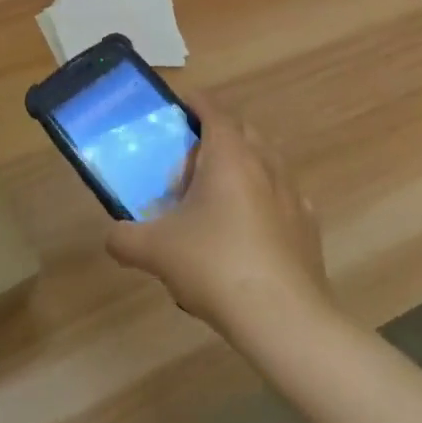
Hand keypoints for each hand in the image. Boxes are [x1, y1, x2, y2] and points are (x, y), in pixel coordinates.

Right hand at [105, 102, 331, 346]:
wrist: (283, 319)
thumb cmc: (215, 265)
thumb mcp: (156, 251)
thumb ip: (125, 238)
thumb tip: (112, 237)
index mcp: (229, 154)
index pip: (212, 109)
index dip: (194, 103)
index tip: (177, 109)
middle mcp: (264, 163)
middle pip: (241, 131)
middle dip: (217, 136)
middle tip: (189, 161)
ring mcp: (292, 194)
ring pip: (266, 161)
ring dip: (243, 165)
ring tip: (219, 194)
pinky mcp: (308, 226)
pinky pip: (283, 197)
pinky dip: (265, 199)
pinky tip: (250, 228)